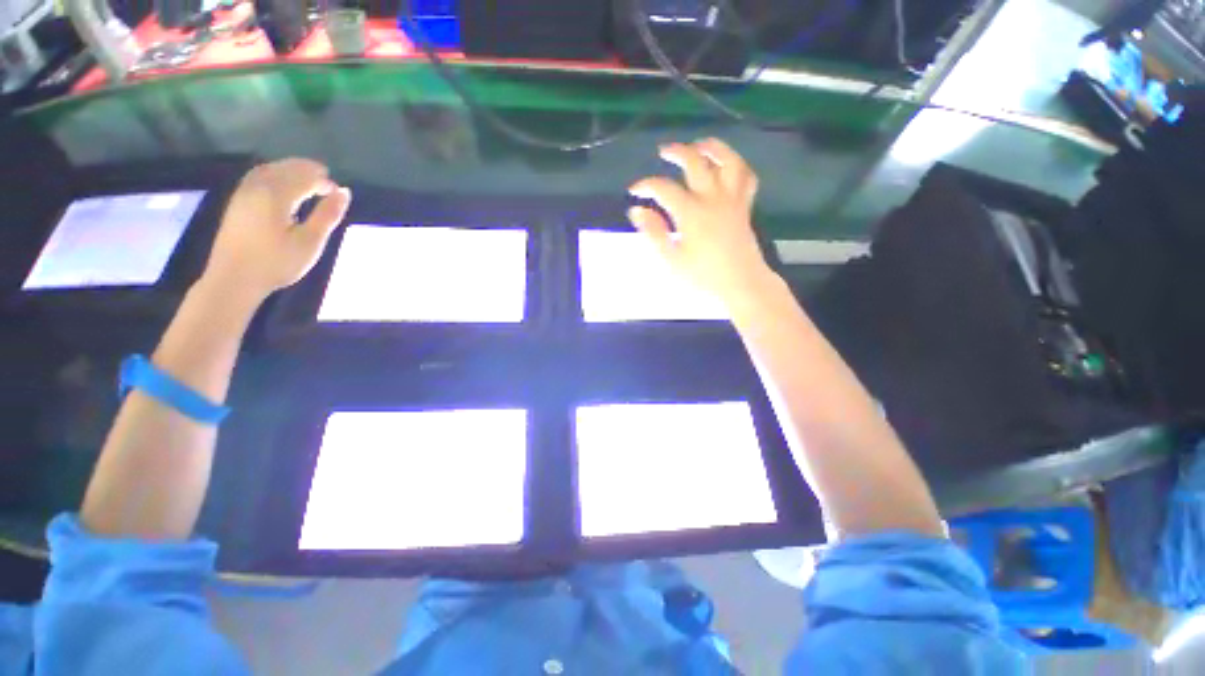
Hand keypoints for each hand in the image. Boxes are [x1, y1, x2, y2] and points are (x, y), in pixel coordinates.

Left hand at [201, 158, 350, 303]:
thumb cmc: (277, 263)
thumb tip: (344, 192)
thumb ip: (327, 215)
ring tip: (308, 181)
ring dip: (291, 170)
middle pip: (286, 168)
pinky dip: (276, 174)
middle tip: (327, 183)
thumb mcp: (310, 242)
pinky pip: (258, 177)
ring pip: (270, 170)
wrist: (234, 279)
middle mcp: (258, 187)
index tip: (338, 193)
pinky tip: (283, 186)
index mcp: (277, 195)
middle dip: (308, 171)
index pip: (305, 177)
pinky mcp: (237, 202)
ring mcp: (244, 193)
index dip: (324, 182)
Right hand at [628, 139, 773, 305]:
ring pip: (728, 161)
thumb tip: (637, 211)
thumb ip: (653, 233)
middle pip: (695, 162)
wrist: (740, 285)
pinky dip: (738, 166)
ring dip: (713, 147)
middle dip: (677, 152)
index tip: (634, 191)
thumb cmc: (703, 276)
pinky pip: (747, 178)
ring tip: (699, 145)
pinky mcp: (744, 207)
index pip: (663, 189)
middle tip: (663, 151)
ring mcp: (732, 200)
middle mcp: (712, 199)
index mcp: (691, 213)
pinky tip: (727, 166)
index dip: (646, 186)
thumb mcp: (671, 259)